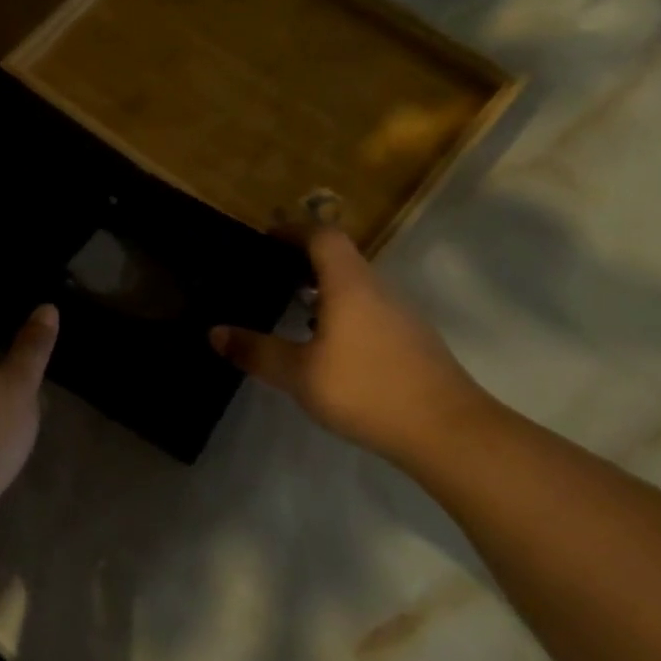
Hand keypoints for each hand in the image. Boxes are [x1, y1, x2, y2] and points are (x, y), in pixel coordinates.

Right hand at [210, 227, 490, 464]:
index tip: (265, 238)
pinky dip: (341, 312)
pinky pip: (368, 310)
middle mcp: (377, 289)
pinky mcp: (411, 340)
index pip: (322, 236)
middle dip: (303, 261)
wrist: (446, 429)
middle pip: (340, 258)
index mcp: (349, 284)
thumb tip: (214, 332)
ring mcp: (400, 314)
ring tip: (291, 309)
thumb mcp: (299, 374)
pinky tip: (327, 346)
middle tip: (269, 275)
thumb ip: (257, 351)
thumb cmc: (366, 389)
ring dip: (324, 289)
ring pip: (356, 286)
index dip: (292, 230)